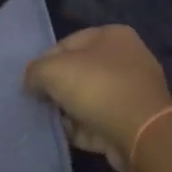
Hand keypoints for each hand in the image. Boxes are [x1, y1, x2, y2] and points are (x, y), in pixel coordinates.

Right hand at [25, 25, 171, 171]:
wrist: (139, 132)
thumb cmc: (96, 87)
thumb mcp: (51, 70)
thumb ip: (34, 72)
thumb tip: (32, 83)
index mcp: (113, 35)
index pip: (67, 44)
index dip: (44, 62)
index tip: (32, 82)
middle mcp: (128, 58)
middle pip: (79, 72)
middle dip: (58, 88)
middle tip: (40, 102)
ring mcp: (134, 91)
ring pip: (89, 99)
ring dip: (69, 110)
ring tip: (51, 121)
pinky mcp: (135, 121)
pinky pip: (99, 121)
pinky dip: (83, 128)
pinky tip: (67, 135)